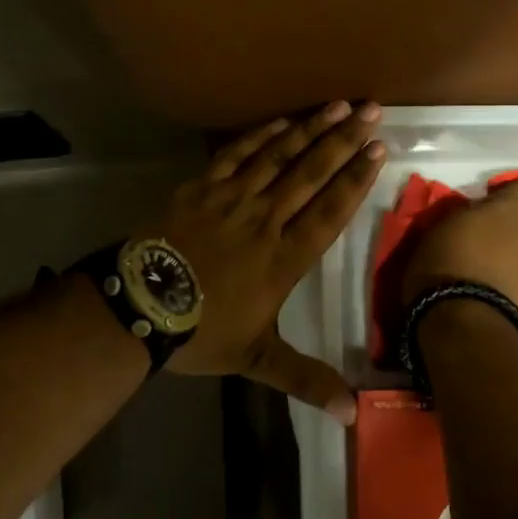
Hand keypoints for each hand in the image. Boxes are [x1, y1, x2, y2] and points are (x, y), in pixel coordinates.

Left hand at [154, 102, 386, 421]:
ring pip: (279, 157)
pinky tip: (282, 121)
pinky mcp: (202, 187)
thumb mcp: (256, 360)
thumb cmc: (201, 332)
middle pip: (312, 173)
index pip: (330, 211)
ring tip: (337, 105)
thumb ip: (305, 378)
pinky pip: (237, 154)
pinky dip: (261, 135)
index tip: (378, 150)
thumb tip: (352, 413)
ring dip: (310, 129)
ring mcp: (232, 198)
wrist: (139, 307)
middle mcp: (266, 220)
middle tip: (371, 111)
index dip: (356, 179)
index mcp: (284, 258)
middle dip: (344, 140)